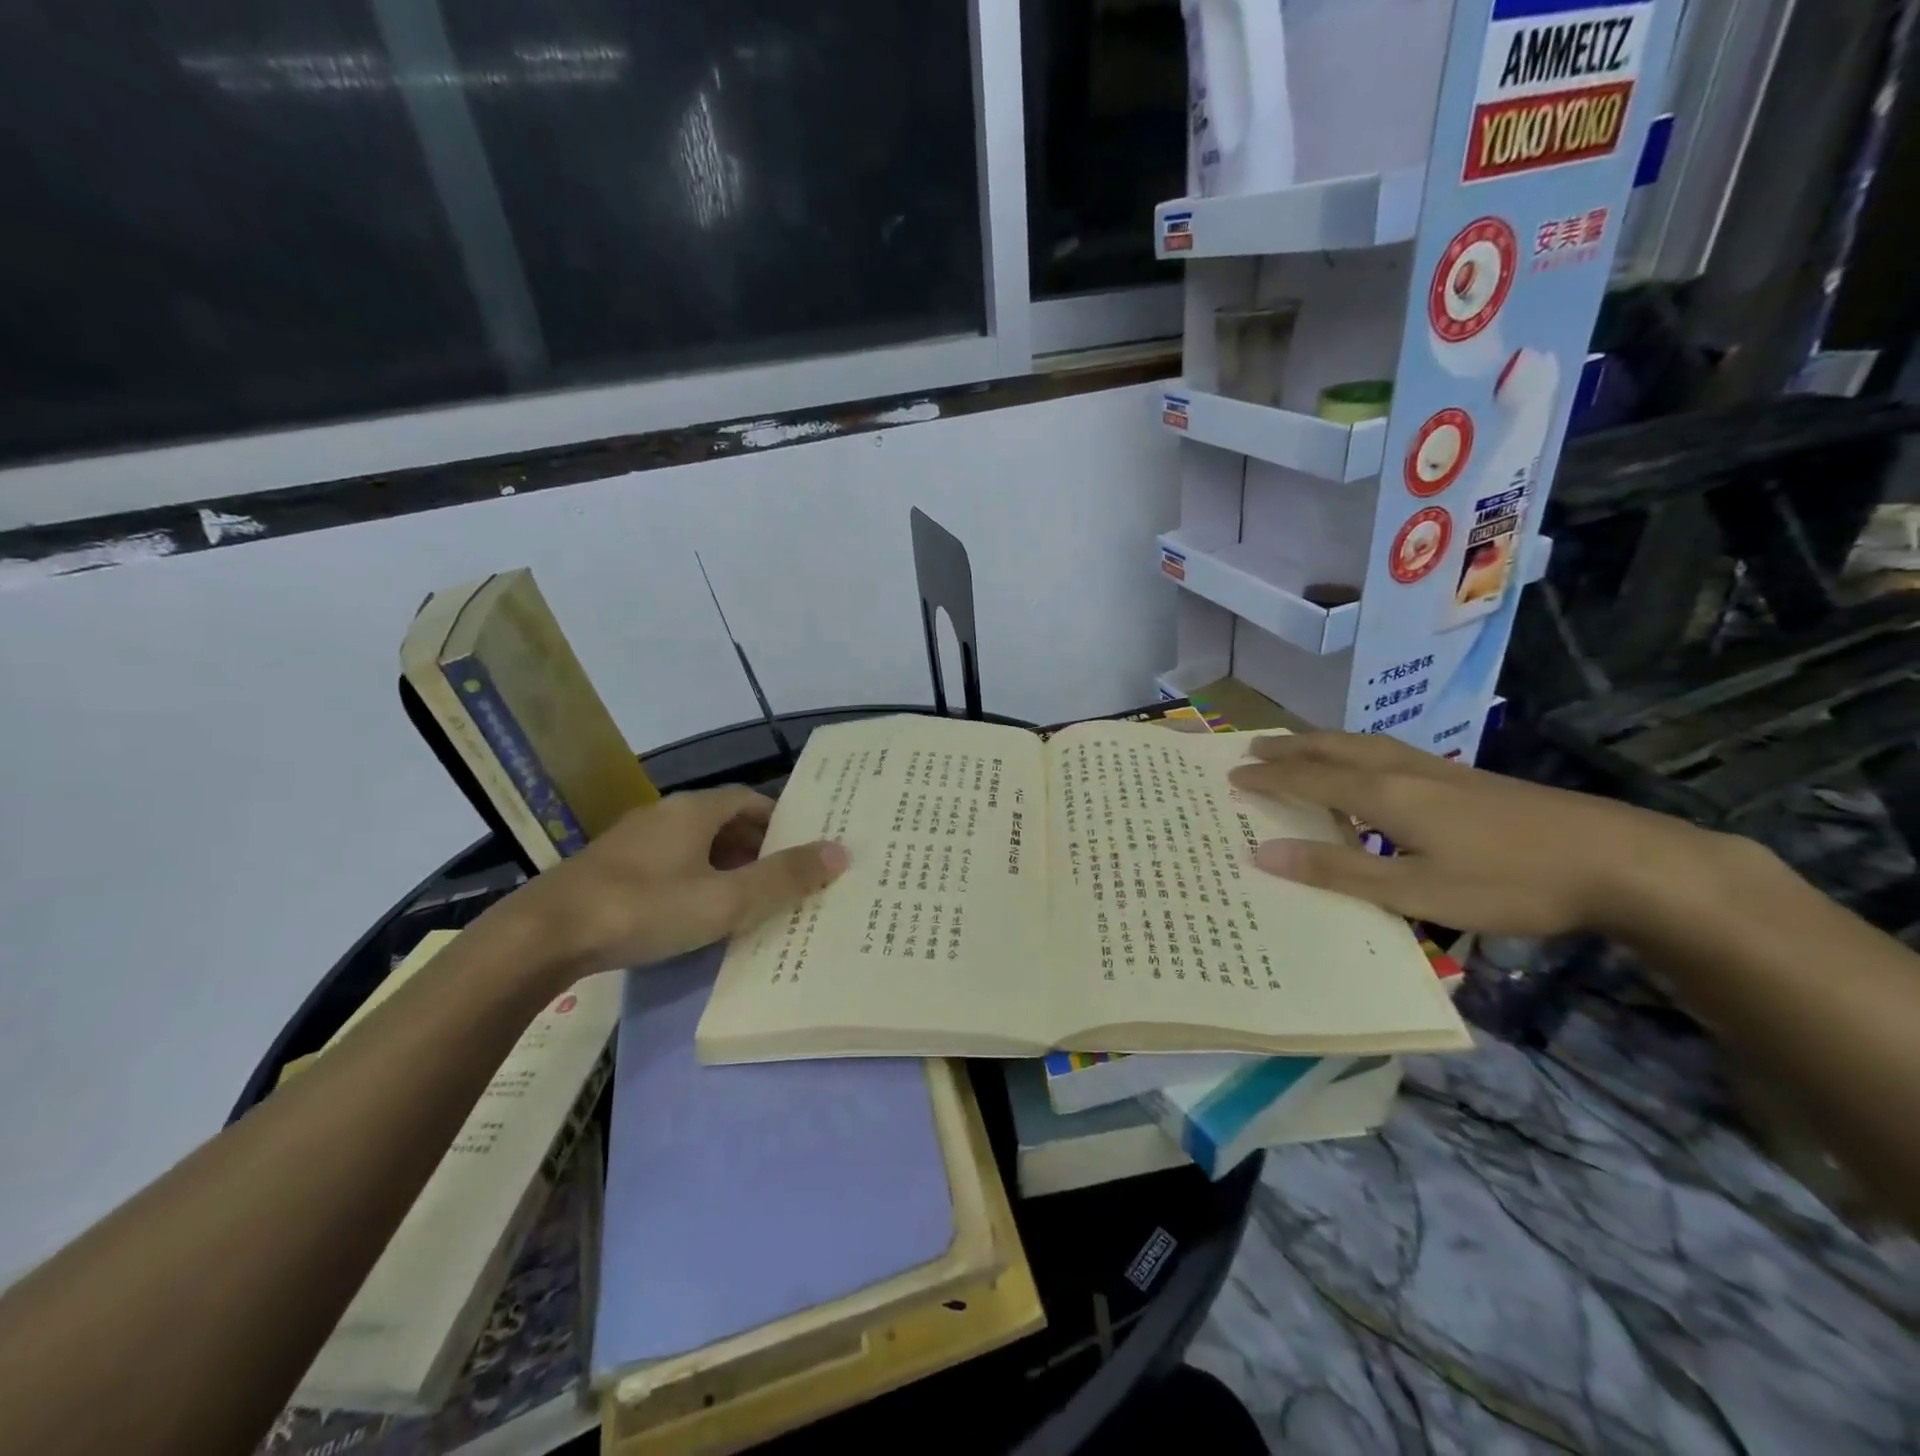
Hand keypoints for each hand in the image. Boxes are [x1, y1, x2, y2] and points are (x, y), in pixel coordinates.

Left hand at [505, 787, 847, 977]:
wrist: (543, 937)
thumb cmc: (645, 909)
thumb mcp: (725, 900)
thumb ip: (783, 877)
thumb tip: (840, 851)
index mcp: (693, 811)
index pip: (749, 800)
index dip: (780, 821)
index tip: (802, 849)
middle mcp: (663, 815)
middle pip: (722, 821)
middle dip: (755, 847)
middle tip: (782, 880)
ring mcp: (632, 842)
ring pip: (693, 844)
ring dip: (723, 864)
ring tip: (745, 900)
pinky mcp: (609, 869)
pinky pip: (667, 863)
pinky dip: (693, 878)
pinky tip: (694, 913)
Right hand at [1228, 732, 1751, 937]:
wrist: (1621, 860)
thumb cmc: (1508, 881)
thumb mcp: (1416, 891)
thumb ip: (1338, 872)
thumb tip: (1261, 853)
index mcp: (1384, 794)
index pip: (1308, 779)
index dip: (1268, 778)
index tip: (1231, 776)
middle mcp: (1403, 770)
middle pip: (1332, 749)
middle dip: (1288, 749)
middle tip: (1251, 749)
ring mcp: (1439, 769)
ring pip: (1362, 744)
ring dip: (1320, 743)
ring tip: (1297, 746)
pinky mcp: (1466, 778)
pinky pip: (1387, 751)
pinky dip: (1354, 751)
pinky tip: (1369, 766)